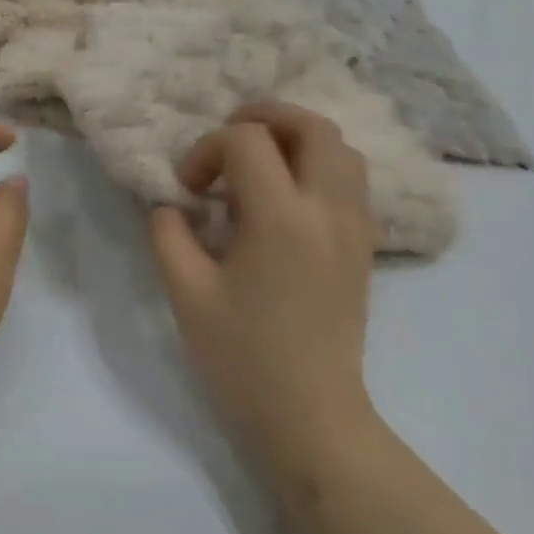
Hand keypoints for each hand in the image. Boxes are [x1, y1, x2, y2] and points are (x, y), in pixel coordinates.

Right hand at [148, 102, 378, 493]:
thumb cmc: (242, 357)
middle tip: (228, 142)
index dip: (207, 150)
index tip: (189, 189)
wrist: (310, 415)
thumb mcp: (185, 294)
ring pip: (341, 148)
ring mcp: (354, 227)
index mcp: (280, 218)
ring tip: (260, 165)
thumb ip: (168, 234)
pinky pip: (352, 181)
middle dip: (264, 118)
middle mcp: (327, 210)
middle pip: (311, 126)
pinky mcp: (364, 247)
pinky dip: (320, 167)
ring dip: (297, 140)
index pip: (247, 141)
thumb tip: (172, 205)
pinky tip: (288, 198)